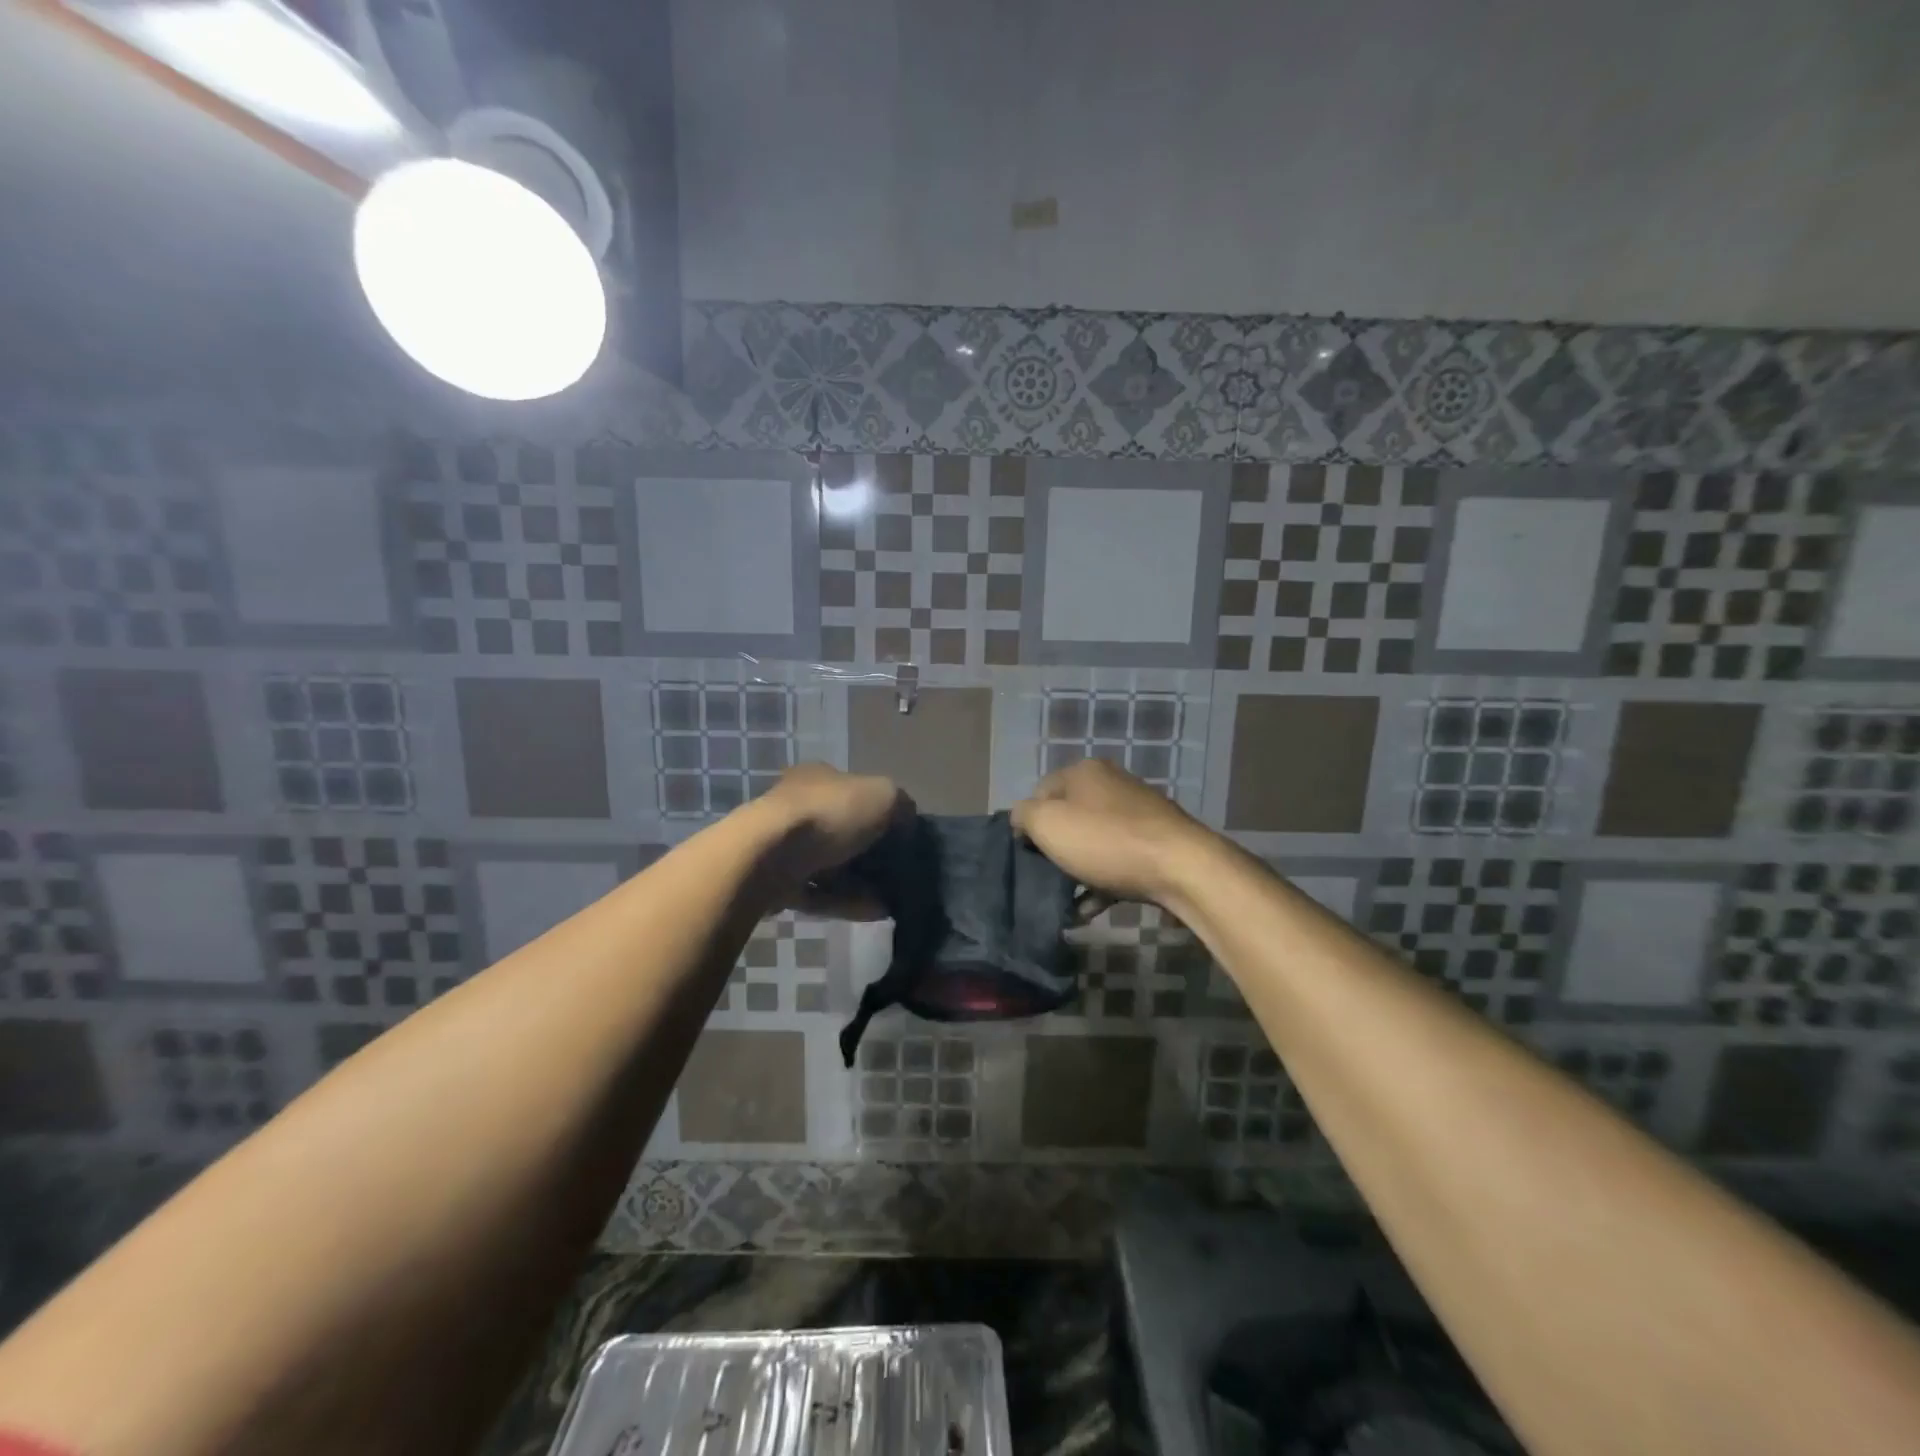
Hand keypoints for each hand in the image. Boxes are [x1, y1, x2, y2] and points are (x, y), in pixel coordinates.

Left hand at [753, 762, 905, 906]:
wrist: (768, 856)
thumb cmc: (829, 813)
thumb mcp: (883, 796)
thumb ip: (901, 806)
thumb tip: (906, 822)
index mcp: (819, 778)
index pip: (854, 791)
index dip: (880, 812)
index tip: (902, 836)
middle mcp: (798, 806)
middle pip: (842, 830)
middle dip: (871, 853)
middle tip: (898, 872)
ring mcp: (783, 846)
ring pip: (831, 866)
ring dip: (862, 883)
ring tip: (892, 901)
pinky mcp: (776, 882)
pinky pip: (819, 893)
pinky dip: (846, 902)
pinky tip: (874, 912)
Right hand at [1012, 759, 1213, 907]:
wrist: (1181, 867)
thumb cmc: (1105, 840)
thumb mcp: (1048, 824)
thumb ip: (1023, 815)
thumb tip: (1021, 817)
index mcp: (1084, 772)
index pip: (1040, 791)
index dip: (1029, 822)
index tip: (1027, 852)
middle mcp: (1112, 783)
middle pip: (1069, 816)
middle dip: (1057, 848)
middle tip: (1049, 875)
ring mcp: (1139, 811)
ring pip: (1095, 841)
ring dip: (1079, 870)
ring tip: (1070, 901)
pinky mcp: (1158, 840)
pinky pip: (1119, 859)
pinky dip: (1104, 881)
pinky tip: (1094, 907)